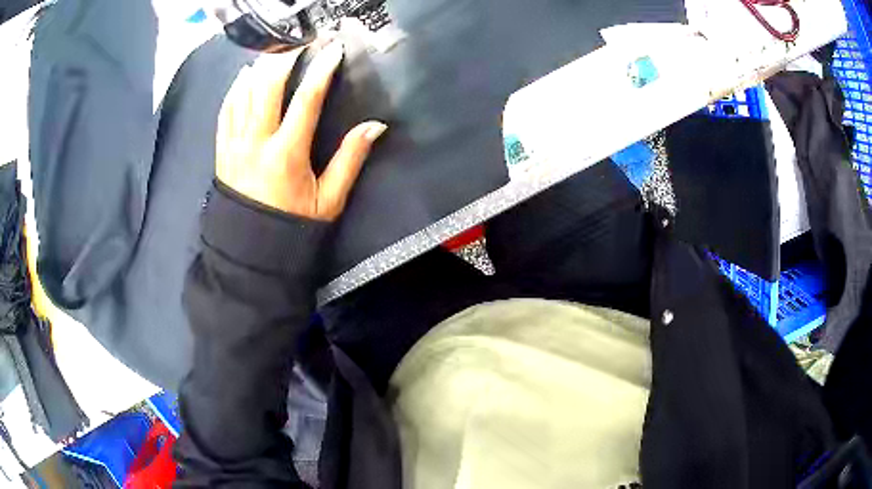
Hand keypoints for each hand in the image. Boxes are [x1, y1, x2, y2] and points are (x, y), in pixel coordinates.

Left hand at [216, 40, 387, 220]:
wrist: (249, 249)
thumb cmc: (291, 226)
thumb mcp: (329, 199)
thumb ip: (350, 159)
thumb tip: (375, 125)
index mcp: (286, 154)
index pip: (306, 100)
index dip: (321, 71)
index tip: (333, 50)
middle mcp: (256, 142)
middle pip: (267, 86)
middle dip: (285, 58)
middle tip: (299, 42)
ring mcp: (234, 144)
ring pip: (243, 93)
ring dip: (260, 67)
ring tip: (275, 51)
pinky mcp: (222, 150)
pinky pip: (225, 110)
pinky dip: (235, 88)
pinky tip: (245, 76)